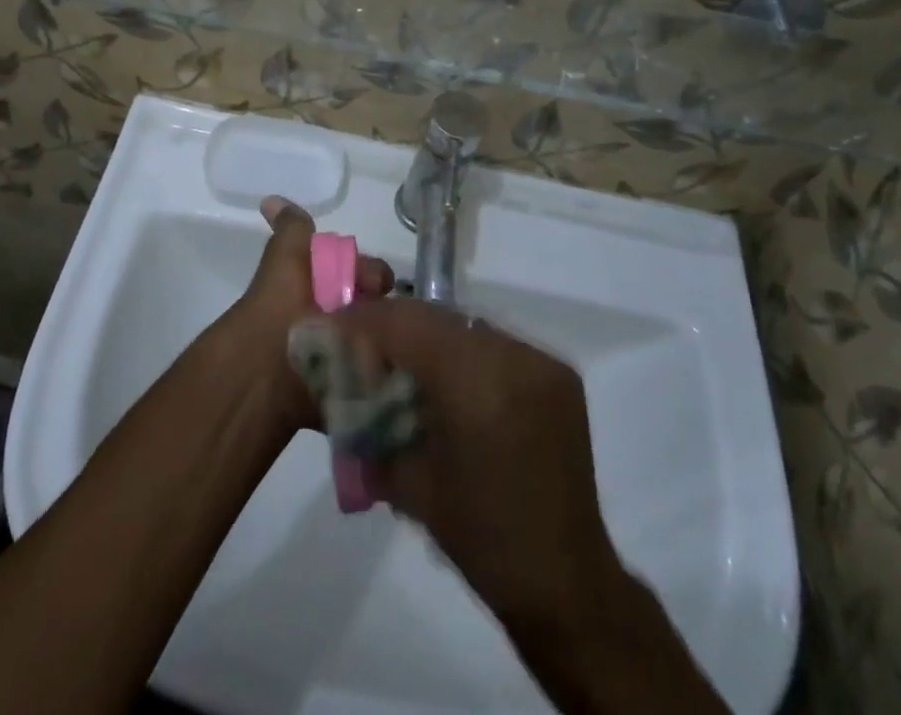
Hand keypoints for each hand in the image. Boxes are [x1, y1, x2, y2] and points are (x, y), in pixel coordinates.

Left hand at [223, 197, 393, 431]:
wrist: (266, 377)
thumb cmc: (280, 311)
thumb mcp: (286, 260)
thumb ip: (291, 230)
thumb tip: (270, 199)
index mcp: (322, 288)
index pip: (367, 275)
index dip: (373, 275)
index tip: (375, 284)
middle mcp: (334, 320)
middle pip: (377, 308)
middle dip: (383, 311)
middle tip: (380, 320)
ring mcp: (344, 359)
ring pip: (381, 342)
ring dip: (387, 344)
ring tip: (387, 349)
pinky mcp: (352, 394)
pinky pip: (380, 380)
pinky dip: (384, 376)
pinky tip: (386, 372)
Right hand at [327, 298, 620, 626]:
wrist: (566, 583)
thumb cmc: (480, 539)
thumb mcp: (408, 482)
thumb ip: (370, 421)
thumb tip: (338, 383)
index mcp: (474, 384)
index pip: (405, 322)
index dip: (364, 319)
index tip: (333, 327)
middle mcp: (512, 357)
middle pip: (435, 317)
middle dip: (393, 326)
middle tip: (362, 344)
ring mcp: (540, 361)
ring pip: (465, 326)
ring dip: (429, 337)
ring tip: (403, 362)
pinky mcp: (559, 372)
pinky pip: (496, 343)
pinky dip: (464, 353)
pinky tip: (450, 381)